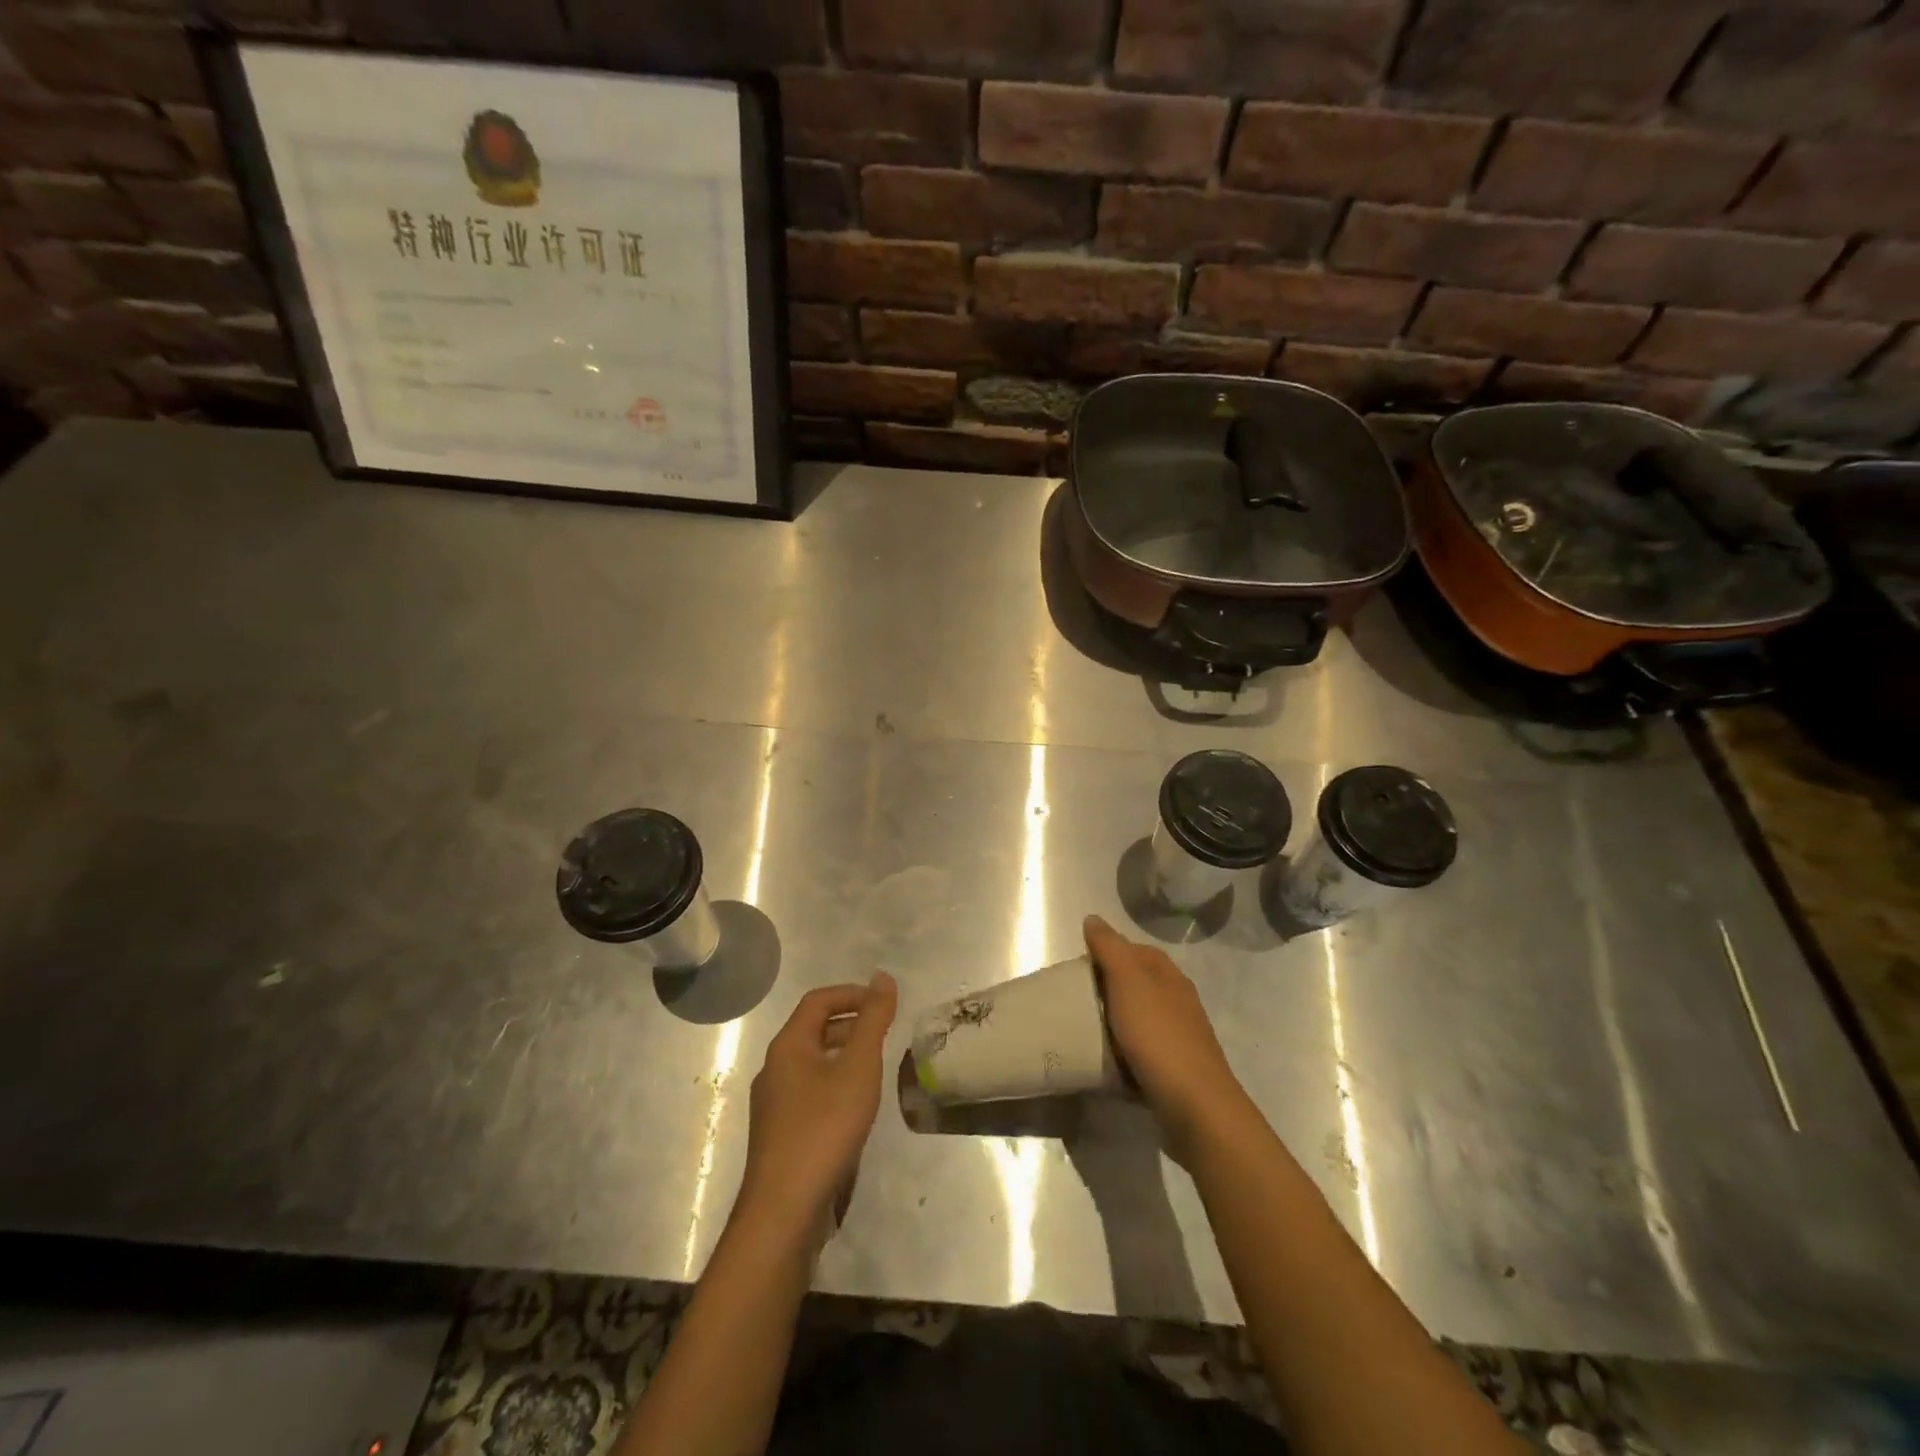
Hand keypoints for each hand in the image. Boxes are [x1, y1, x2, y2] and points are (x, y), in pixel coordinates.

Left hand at [737, 973, 897, 1244]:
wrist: (785, 1212)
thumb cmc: (824, 1128)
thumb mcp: (859, 1068)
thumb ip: (873, 1020)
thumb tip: (883, 977)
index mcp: (788, 1046)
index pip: (818, 1000)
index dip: (853, 993)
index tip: (885, 1003)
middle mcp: (774, 1068)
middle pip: (814, 1030)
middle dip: (851, 1023)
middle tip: (886, 1033)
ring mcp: (774, 1105)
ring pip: (813, 1063)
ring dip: (845, 1055)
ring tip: (877, 1068)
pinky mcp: (780, 1135)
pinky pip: (810, 1092)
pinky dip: (836, 1084)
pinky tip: (857, 1108)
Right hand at [1085, 915, 1251, 1162]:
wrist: (1195, 1107)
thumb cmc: (1158, 1036)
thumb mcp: (1129, 982)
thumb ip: (1110, 948)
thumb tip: (1093, 918)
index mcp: (1169, 976)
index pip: (1134, 950)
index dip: (1106, 952)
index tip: (1077, 969)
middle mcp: (1177, 1001)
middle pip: (1135, 984)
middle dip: (1106, 988)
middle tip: (1074, 1000)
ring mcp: (1178, 1037)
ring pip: (1138, 1018)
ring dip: (1113, 1021)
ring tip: (1083, 1030)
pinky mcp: (1174, 1069)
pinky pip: (1140, 1051)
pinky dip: (1122, 1052)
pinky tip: (1105, 1061)